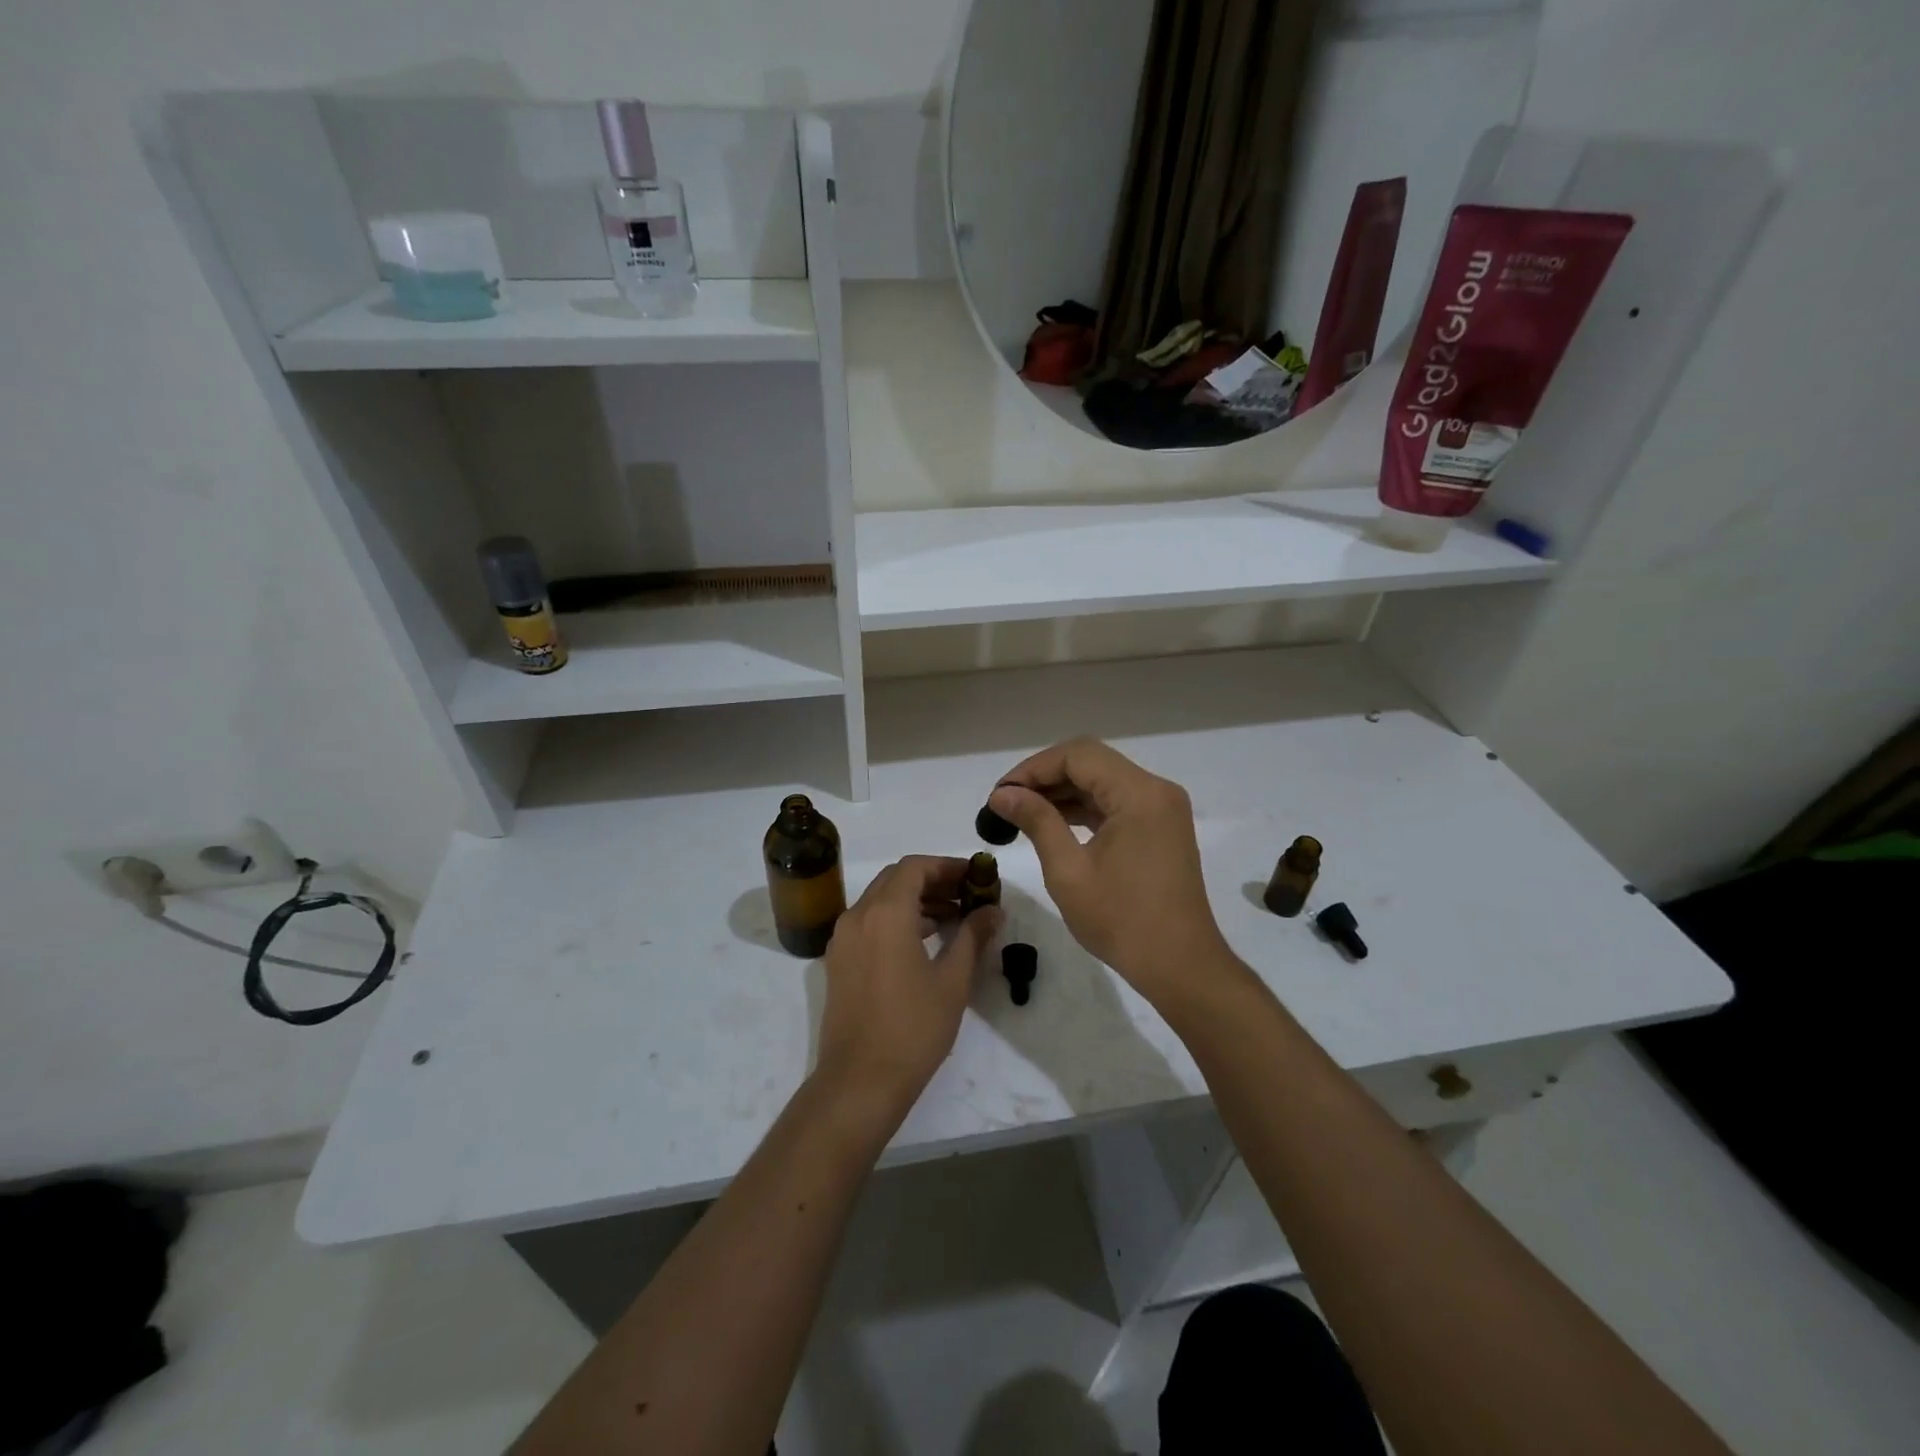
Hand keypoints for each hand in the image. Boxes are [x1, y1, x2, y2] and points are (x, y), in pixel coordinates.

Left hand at [814, 855, 1001, 1120]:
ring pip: (880, 900)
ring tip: (953, 919)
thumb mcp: (953, 981)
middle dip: (933, 880)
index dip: (947, 866)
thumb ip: (972, 936)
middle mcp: (858, 916)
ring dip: (915, 900)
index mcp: (885, 913)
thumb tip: (993, 910)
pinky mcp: (838, 961)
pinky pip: (869, 922)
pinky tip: (924, 940)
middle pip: (896, 878)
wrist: (859, 1082)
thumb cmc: (912, 1029)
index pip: (915, 867)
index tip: (976, 877)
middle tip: (967, 895)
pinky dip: (896, 919)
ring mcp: (843, 939)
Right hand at [989, 738, 1232, 1003]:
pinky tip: (1052, 822)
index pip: (1078, 755)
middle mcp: (1156, 790)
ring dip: (1063, 791)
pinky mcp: (1161, 827)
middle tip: (1007, 803)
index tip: (1001, 794)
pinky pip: (1116, 802)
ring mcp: (1162, 808)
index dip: (1033, 768)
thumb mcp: (1069, 871)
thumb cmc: (1122, 921)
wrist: (1180, 966)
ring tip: (1022, 813)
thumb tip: (1002, 795)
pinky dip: (1084, 807)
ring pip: (1103, 780)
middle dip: (1045, 777)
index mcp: (1139, 794)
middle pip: (1092, 762)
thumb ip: (1036, 822)